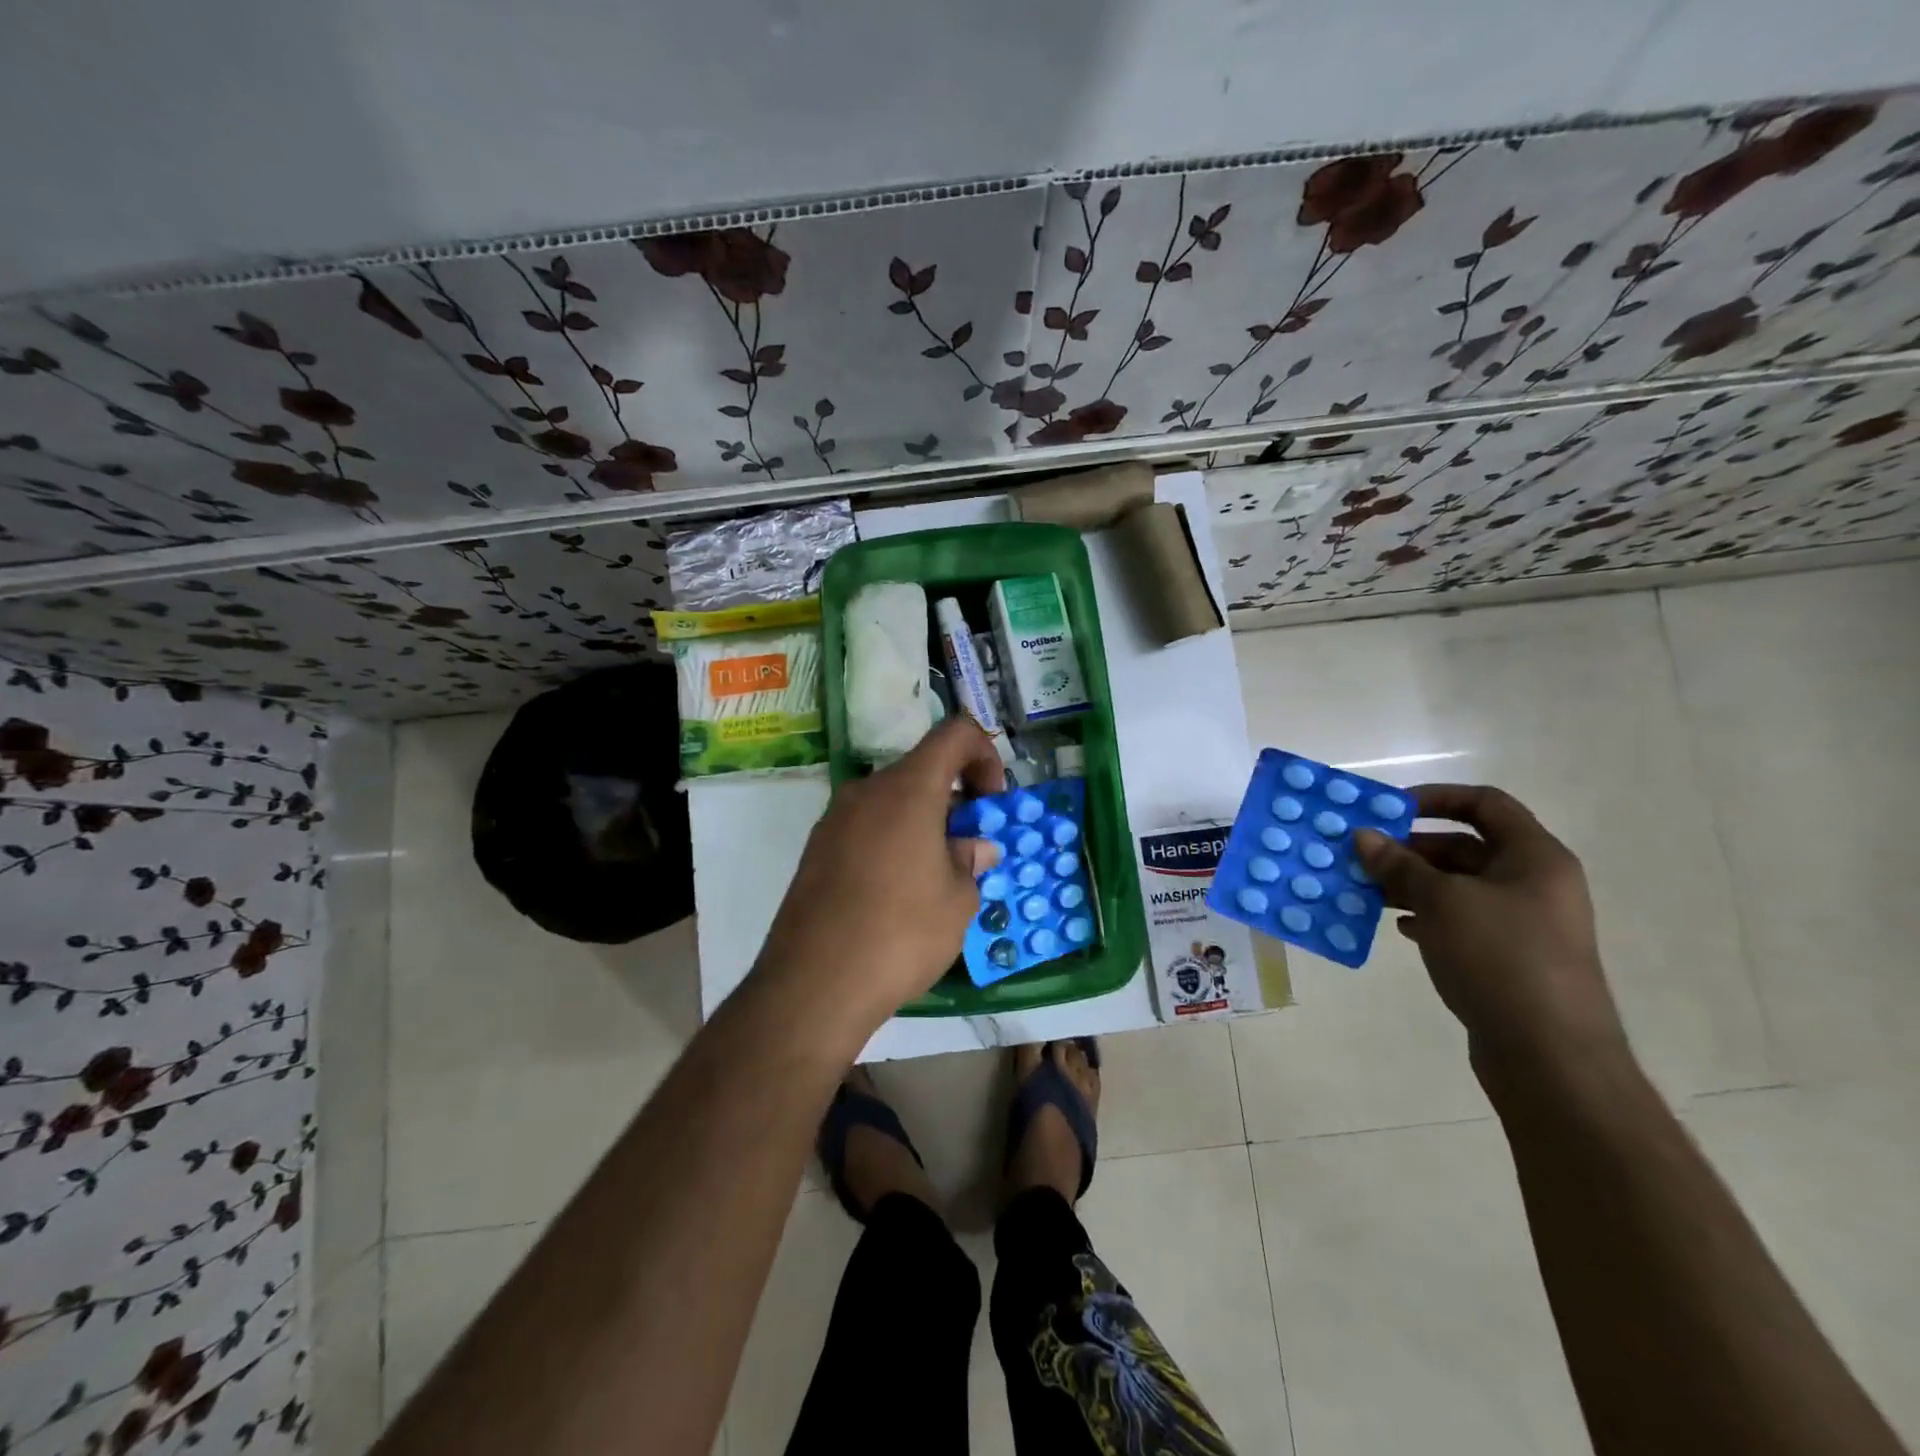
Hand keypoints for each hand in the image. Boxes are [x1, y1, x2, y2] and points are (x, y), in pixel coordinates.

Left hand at [751, 718, 1004, 1037]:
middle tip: (969, 846)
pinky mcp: (816, 850)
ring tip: (936, 876)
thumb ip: (969, 860)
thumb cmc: (901, 933)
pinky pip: (866, 828)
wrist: (813, 984)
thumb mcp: (957, 900)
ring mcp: (835, 819)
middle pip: (921, 770)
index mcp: (908, 788)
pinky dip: (892, 840)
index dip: (984, 754)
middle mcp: (867, 791)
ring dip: (922, 822)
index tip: (991, 801)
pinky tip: (898, 892)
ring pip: (892, 801)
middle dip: (954, 798)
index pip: (954, 734)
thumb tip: (972, 846)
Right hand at [1353, 784, 1627, 1078]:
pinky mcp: (1508, 958)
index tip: (1388, 810)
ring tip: (1366, 891)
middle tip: (1363, 856)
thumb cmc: (1500, 959)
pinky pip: (1460, 921)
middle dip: (1411, 848)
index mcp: (1534, 858)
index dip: (1436, 798)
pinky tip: (1397, 926)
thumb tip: (1362, 836)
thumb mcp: (1441, 902)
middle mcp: (1534, 884)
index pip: (1485, 804)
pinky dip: (1426, 916)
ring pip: (1458, 887)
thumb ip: (1399, 865)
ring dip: (1411, 884)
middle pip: (1466, 846)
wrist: (1550, 1055)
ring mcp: (1523, 924)